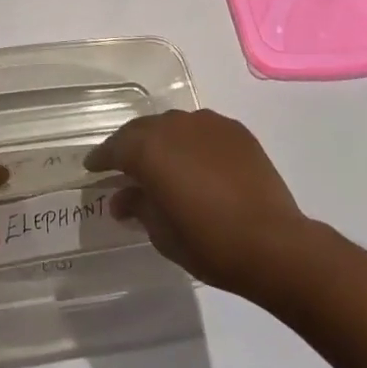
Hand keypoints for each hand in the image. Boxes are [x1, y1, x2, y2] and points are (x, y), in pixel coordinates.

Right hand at [85, 109, 309, 298]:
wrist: (274, 243)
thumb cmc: (210, 244)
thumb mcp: (163, 234)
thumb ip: (139, 207)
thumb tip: (122, 197)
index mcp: (149, 149)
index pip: (115, 148)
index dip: (101, 159)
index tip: (92, 168)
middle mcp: (173, 126)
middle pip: (142, 130)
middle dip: (130, 147)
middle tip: (124, 167)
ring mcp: (206, 123)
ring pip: (173, 126)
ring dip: (163, 142)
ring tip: (164, 164)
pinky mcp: (234, 130)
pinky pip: (202, 131)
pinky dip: (193, 143)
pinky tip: (199, 164)